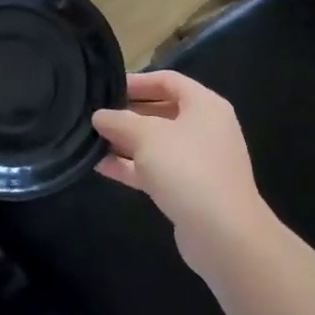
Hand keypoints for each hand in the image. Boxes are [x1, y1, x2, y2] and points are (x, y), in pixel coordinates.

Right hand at [92, 72, 268, 251]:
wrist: (224, 234)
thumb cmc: (187, 169)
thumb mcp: (147, 136)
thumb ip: (119, 121)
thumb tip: (100, 116)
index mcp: (204, 105)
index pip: (167, 80)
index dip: (137, 81)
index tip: (106, 88)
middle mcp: (205, 128)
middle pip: (161, 111)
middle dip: (127, 113)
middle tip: (95, 114)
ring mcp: (198, 161)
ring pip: (156, 143)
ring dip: (125, 141)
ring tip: (90, 139)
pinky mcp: (189, 189)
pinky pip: (155, 169)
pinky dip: (131, 166)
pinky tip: (100, 166)